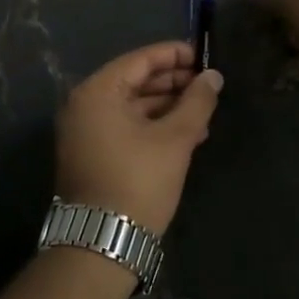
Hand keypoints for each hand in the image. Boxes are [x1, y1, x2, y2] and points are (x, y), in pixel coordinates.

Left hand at [54, 42, 223, 233]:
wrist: (102, 244)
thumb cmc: (138, 181)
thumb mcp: (175, 139)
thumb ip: (197, 102)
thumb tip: (213, 76)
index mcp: (98, 92)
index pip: (140, 60)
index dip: (174, 55)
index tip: (204, 56)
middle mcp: (84, 105)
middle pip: (135, 81)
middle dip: (173, 83)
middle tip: (207, 86)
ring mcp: (85, 132)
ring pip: (132, 106)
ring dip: (167, 107)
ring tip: (203, 112)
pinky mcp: (92, 155)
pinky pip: (125, 127)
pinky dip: (153, 126)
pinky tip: (186, 135)